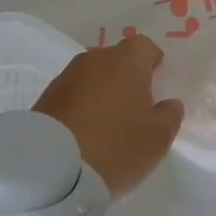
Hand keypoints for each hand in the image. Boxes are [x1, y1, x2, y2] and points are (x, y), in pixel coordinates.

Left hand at [34, 35, 184, 197]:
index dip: (153, 62)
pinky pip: (74, 95)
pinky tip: (85, 132)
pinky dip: (82, 106)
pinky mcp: (45, 97)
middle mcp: (95, 59)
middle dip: (127, 78)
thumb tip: (168, 103)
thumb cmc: (116, 145)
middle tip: (135, 107)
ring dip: (102, 92)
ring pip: (94, 77)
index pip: (145, 47)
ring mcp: (66, 76)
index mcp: (127, 60)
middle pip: (117, 60)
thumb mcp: (158, 137)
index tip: (157, 84)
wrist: (51, 168)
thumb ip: (170, 114)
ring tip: (108, 123)